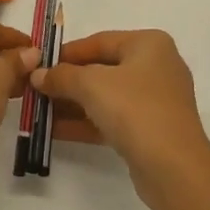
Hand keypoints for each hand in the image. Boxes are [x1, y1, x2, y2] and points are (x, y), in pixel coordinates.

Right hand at [31, 30, 209, 206]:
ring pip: (106, 96)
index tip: (38, 65)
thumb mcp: (91, 85)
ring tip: (38, 112)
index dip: (66, 53)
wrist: (174, 168)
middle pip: (102, 69)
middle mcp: (156, 67)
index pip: (99, 41)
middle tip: (35, 90)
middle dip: (67, 81)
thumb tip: (38, 75)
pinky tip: (54, 131)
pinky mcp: (151, 130)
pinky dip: (86, 122)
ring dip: (73, 104)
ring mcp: (155, 101)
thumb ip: (62, 76)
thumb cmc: (135, 109)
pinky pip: (112, 119)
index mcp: (149, 44)